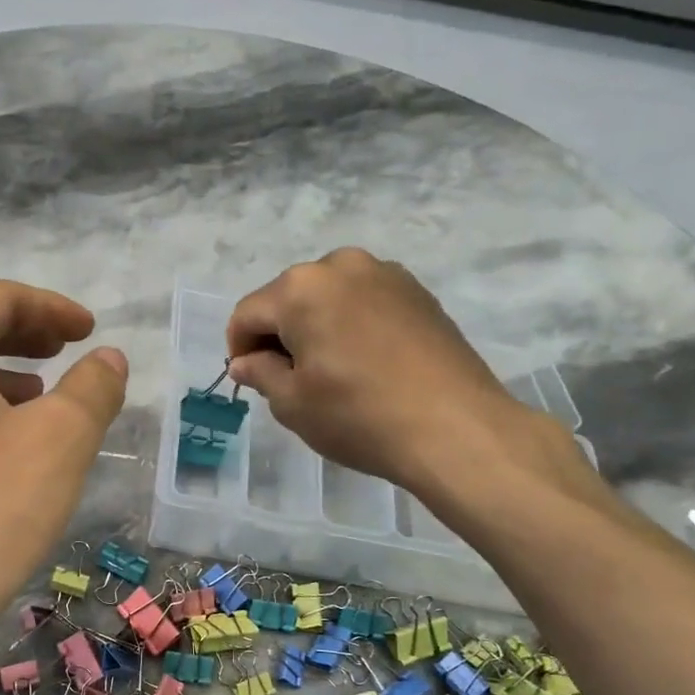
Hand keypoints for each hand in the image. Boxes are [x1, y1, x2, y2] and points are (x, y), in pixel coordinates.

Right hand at [226, 249, 579, 497]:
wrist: (456, 428)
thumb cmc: (358, 416)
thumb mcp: (292, 403)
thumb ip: (260, 373)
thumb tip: (244, 361)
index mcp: (300, 288)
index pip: (248, 314)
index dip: (238, 348)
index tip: (249, 380)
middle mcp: (341, 266)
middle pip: (288, 298)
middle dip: (278, 334)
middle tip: (288, 378)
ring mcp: (385, 274)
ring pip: (327, 297)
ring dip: (315, 326)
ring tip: (328, 370)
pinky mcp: (418, 291)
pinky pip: (363, 301)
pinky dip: (350, 324)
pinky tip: (363, 362)